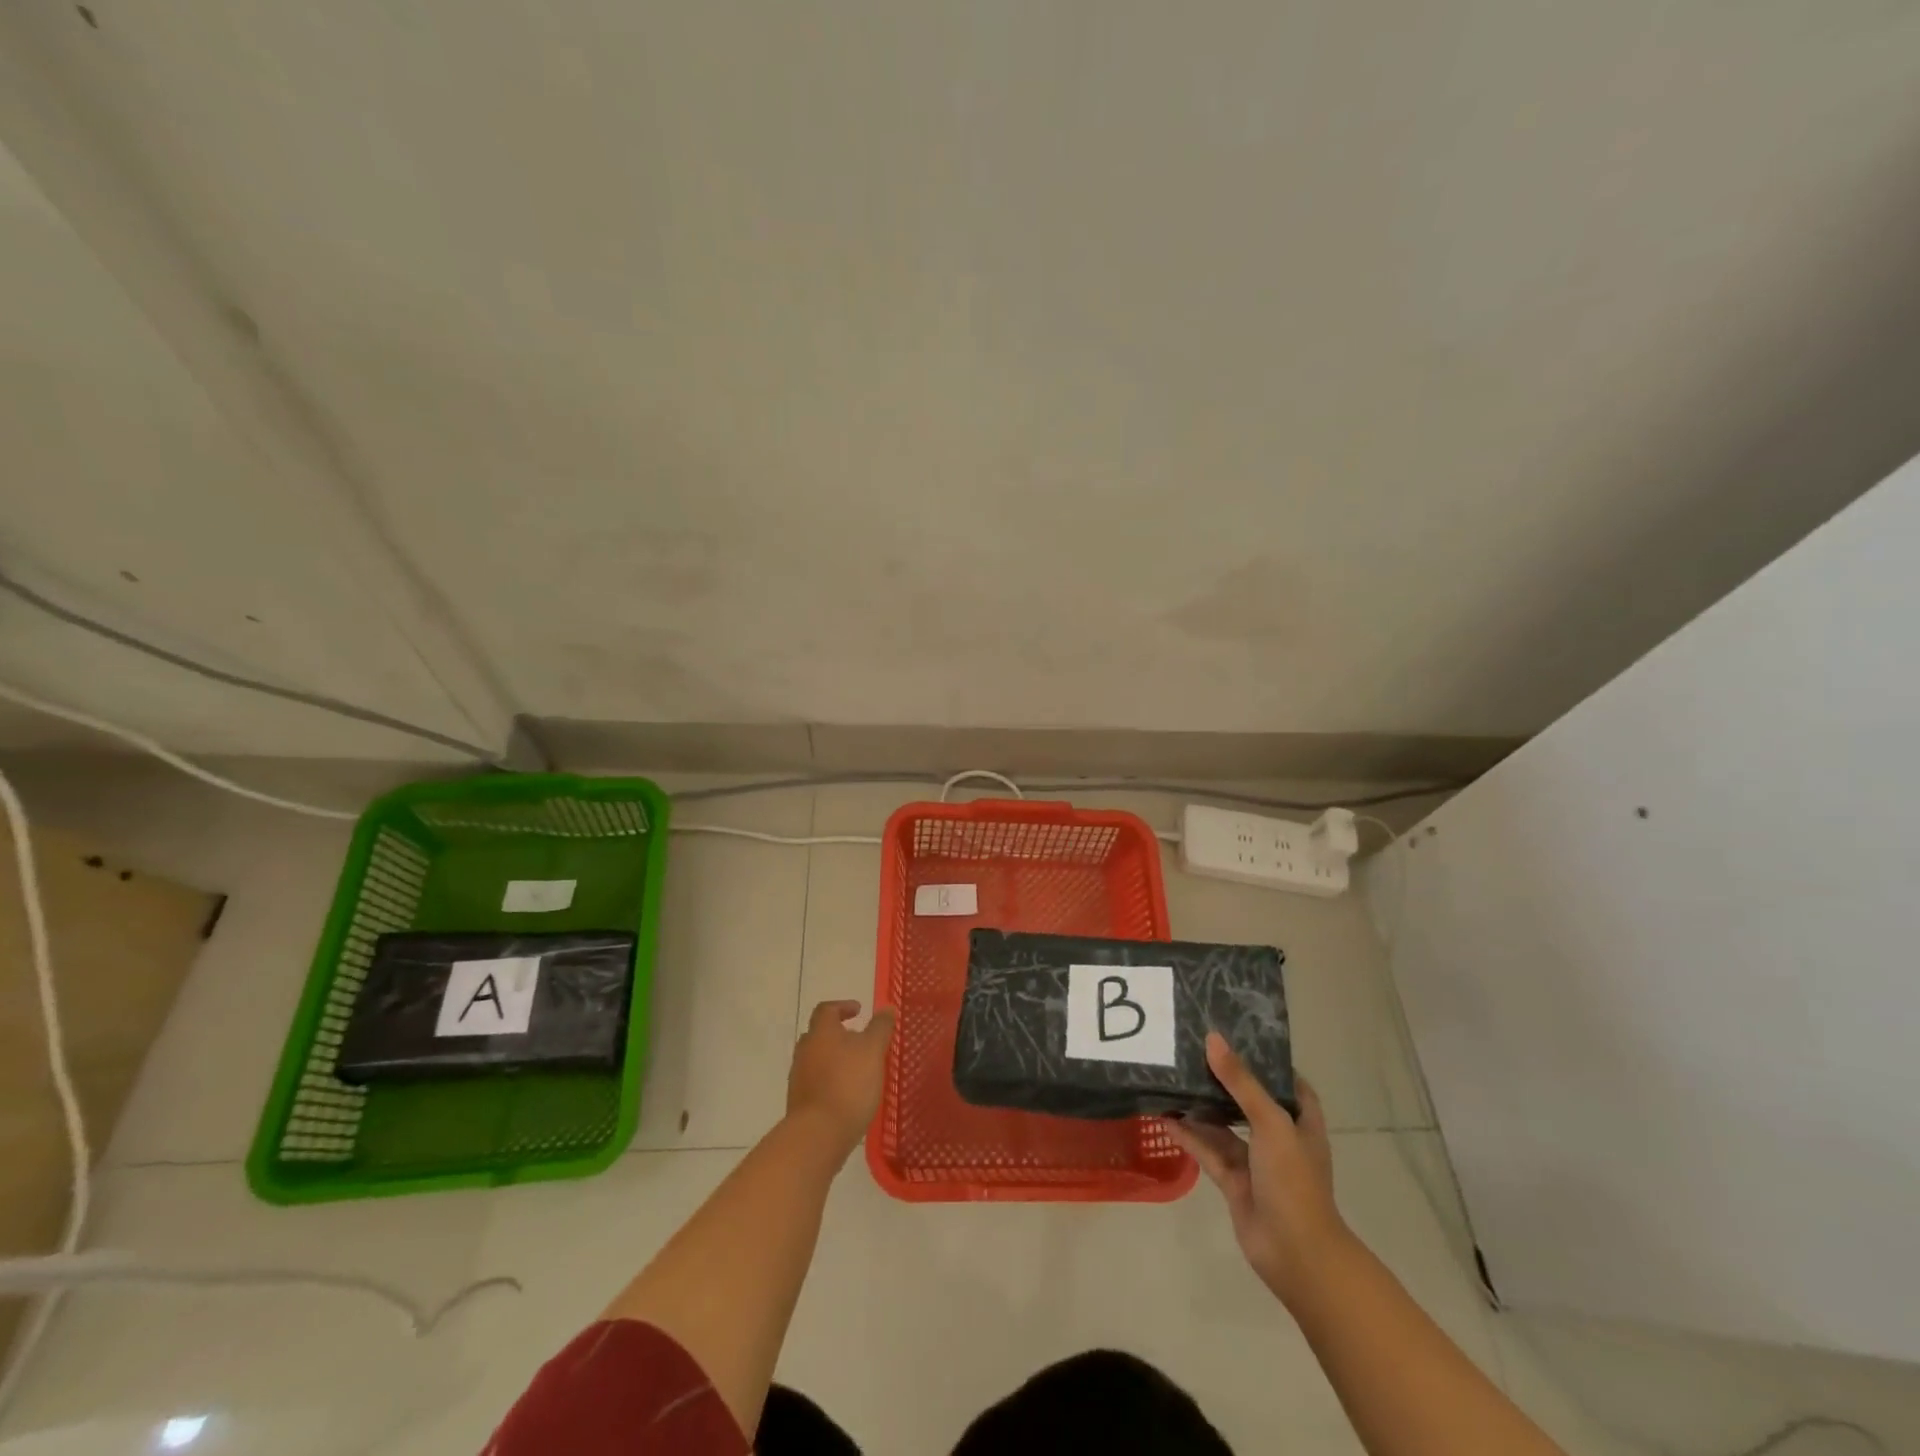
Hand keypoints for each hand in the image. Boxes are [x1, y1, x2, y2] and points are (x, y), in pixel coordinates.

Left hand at [786, 1000, 895, 1155]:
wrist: (818, 1134)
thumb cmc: (848, 1084)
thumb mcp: (873, 1050)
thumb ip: (880, 1028)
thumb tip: (886, 1008)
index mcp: (821, 1032)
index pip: (827, 1009)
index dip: (842, 1006)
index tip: (859, 1010)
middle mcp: (805, 1050)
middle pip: (819, 1034)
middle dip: (838, 1034)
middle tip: (859, 1040)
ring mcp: (799, 1077)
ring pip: (816, 1059)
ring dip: (834, 1058)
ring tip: (857, 1069)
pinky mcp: (800, 1102)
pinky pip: (815, 1082)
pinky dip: (830, 1080)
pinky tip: (847, 1094)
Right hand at [1167, 1034, 1348, 1309]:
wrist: (1296, 1254)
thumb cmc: (1294, 1181)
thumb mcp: (1271, 1123)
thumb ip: (1241, 1082)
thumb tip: (1213, 1039)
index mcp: (1300, 1120)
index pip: (1286, 1080)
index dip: (1266, 1059)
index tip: (1236, 1033)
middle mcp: (1279, 1137)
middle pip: (1249, 1099)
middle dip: (1225, 1079)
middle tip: (1193, 1049)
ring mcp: (1256, 1161)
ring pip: (1224, 1125)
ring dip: (1202, 1107)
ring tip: (1172, 1077)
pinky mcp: (1234, 1181)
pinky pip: (1208, 1150)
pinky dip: (1190, 1135)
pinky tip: (1165, 1118)